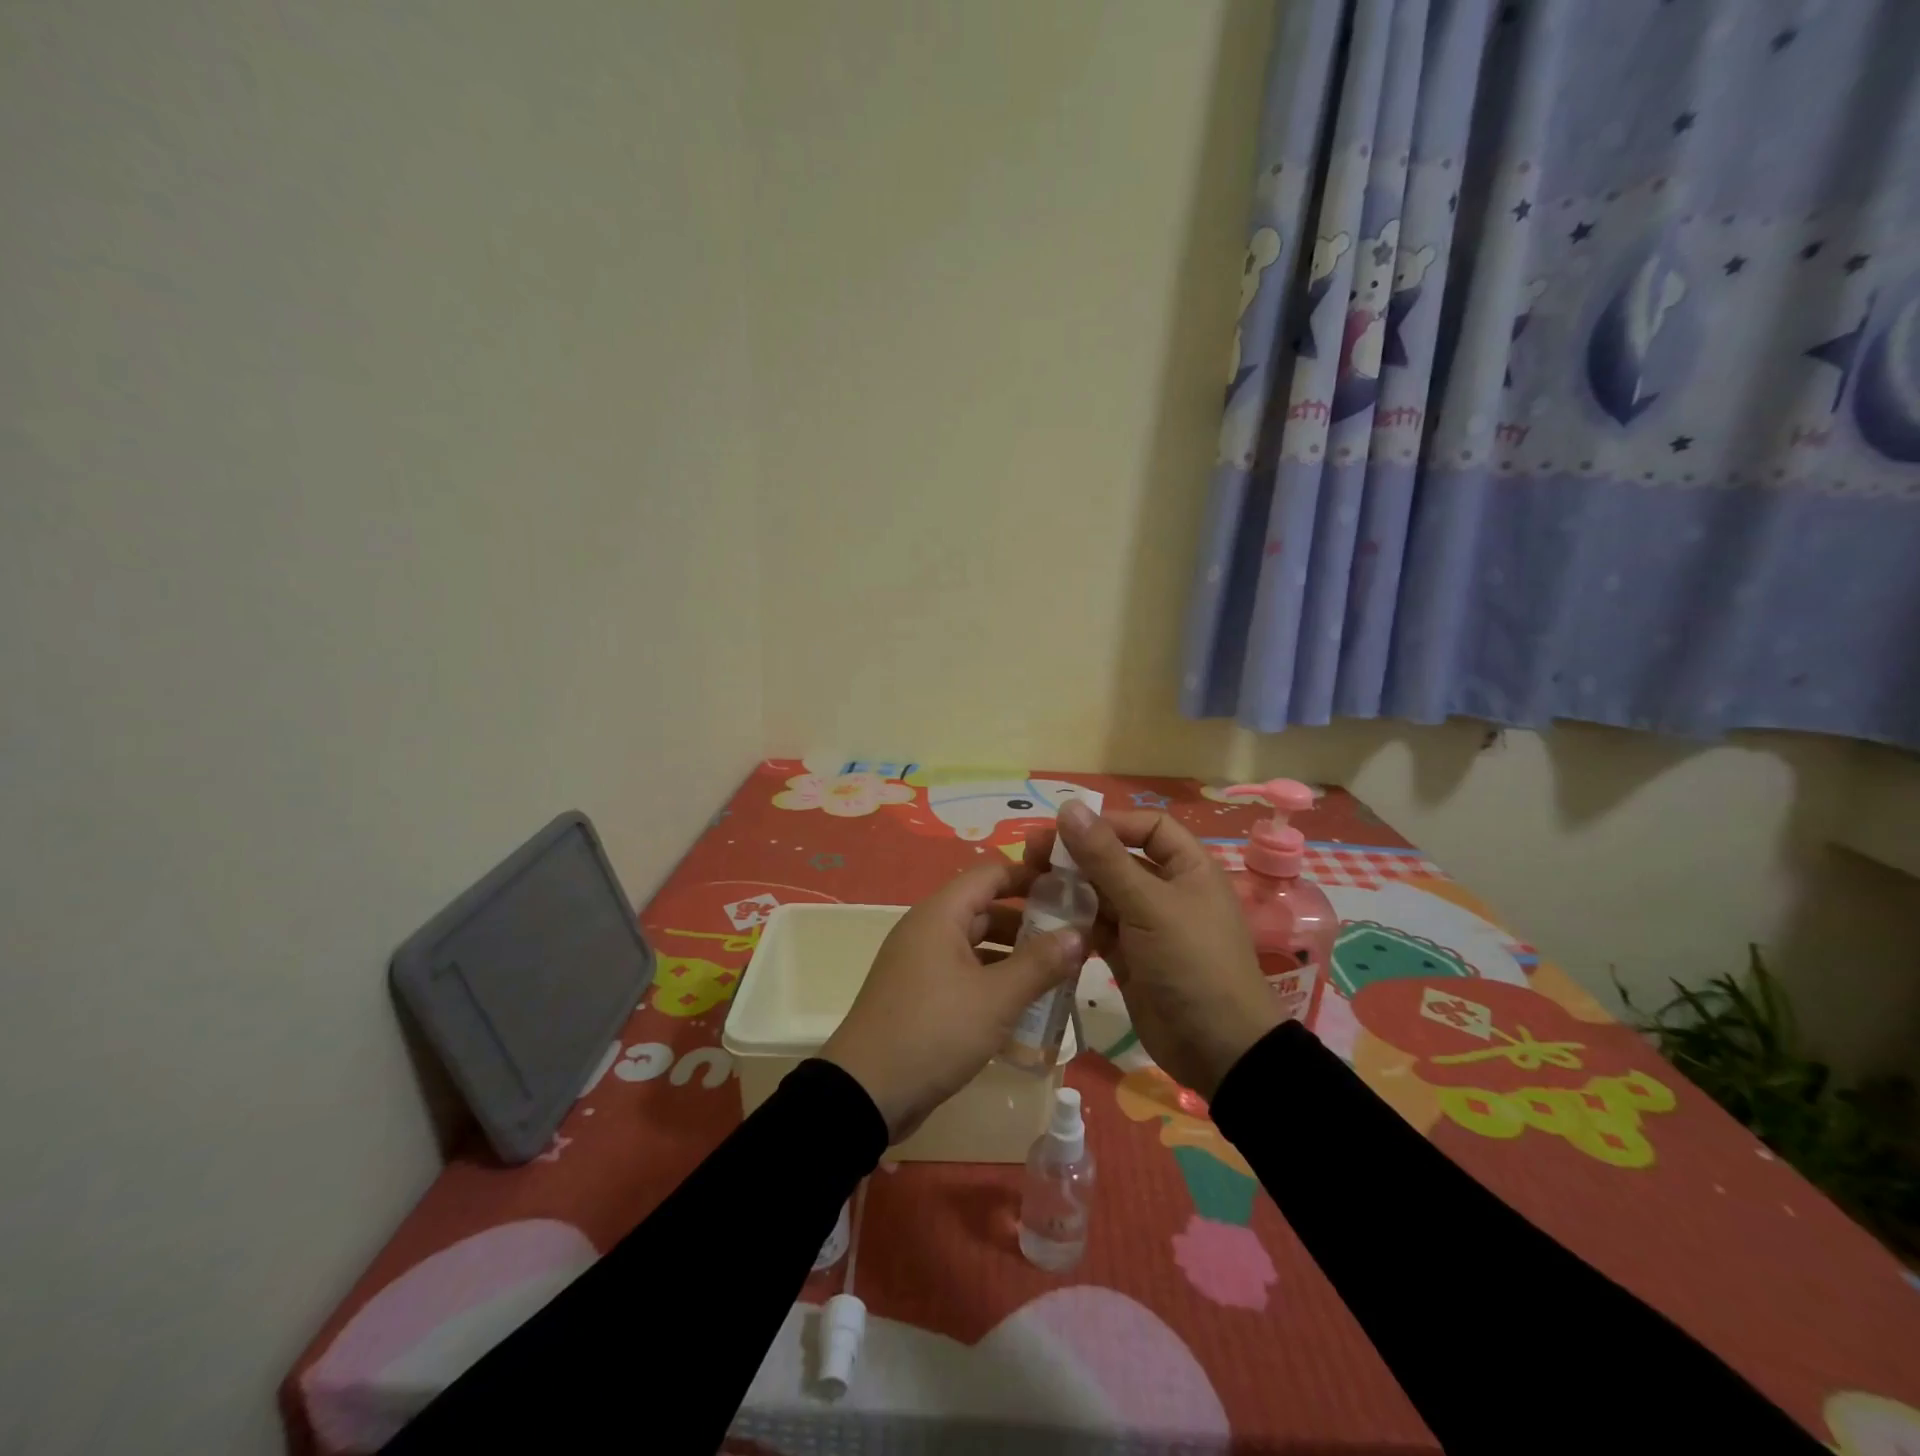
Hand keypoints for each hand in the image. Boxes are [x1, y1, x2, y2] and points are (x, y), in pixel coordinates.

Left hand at [821, 861, 1084, 1141]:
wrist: (866, 1093)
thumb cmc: (934, 1031)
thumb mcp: (995, 999)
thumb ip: (1039, 964)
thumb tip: (1079, 933)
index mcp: (940, 916)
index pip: (990, 874)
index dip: (1030, 876)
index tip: (1071, 887)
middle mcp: (928, 930)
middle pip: (985, 910)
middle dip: (1029, 922)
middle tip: (1075, 938)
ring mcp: (922, 964)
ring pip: (977, 946)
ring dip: (1015, 956)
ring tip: (1060, 973)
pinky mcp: (921, 996)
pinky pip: (965, 974)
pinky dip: (994, 981)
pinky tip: (1026, 1005)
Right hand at [1030, 800, 1278, 1099]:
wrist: (1218, 1051)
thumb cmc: (1192, 964)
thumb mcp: (1149, 906)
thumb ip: (1106, 858)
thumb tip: (1069, 807)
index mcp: (1188, 868)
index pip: (1148, 827)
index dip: (1110, 823)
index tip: (1068, 831)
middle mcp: (1167, 890)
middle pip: (1118, 858)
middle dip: (1078, 854)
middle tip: (1032, 853)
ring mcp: (1147, 925)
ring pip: (1102, 894)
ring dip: (1069, 887)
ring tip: (1029, 883)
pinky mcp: (1129, 956)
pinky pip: (1096, 927)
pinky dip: (1073, 921)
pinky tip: (1043, 918)